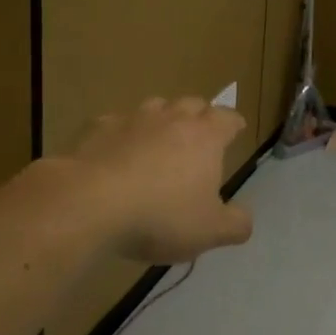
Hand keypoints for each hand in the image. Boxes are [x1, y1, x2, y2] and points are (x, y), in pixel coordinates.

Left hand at [65, 97, 251, 263]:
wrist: (91, 203)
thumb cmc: (160, 216)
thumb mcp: (209, 231)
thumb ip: (235, 224)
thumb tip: (245, 217)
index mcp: (205, 137)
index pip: (228, 118)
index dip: (234, 124)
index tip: (236, 130)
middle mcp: (173, 118)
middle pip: (193, 103)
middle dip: (201, 115)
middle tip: (200, 134)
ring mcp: (134, 119)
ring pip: (156, 106)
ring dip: (163, 118)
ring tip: (160, 139)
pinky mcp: (99, 128)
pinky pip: (117, 123)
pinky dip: (123, 133)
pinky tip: (117, 151)